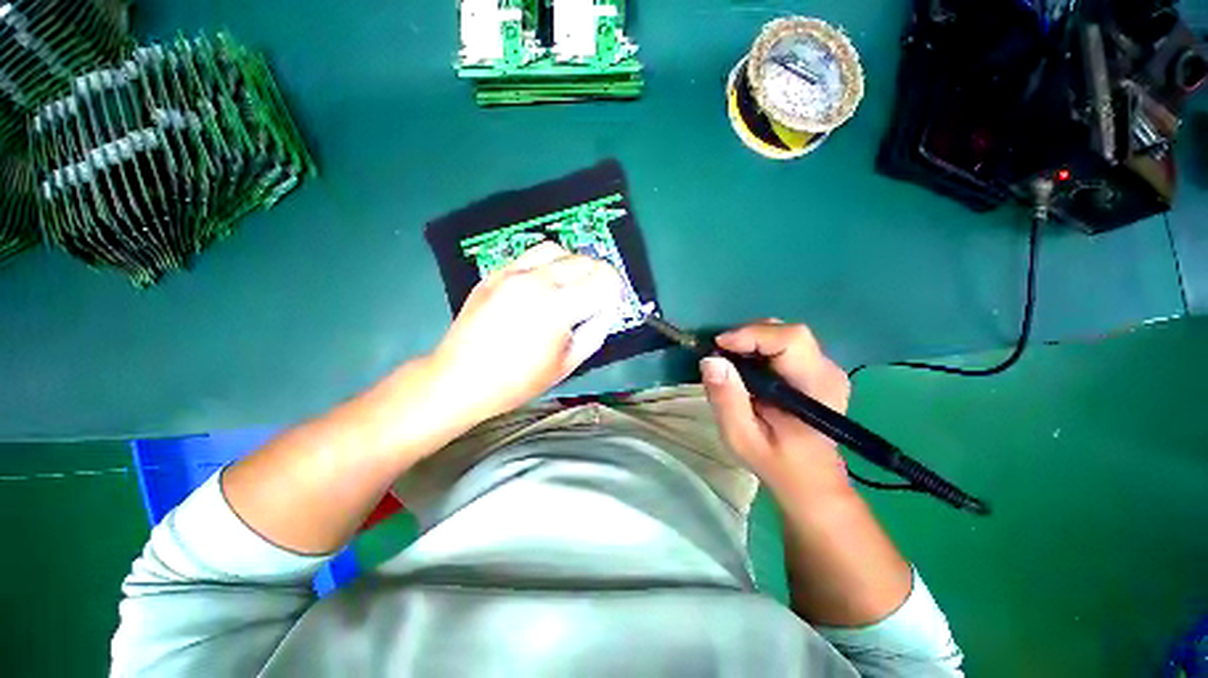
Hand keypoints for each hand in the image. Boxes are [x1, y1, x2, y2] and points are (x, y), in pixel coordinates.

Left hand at [428, 242, 624, 426]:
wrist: (460, 379)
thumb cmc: (518, 381)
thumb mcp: (568, 364)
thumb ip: (596, 330)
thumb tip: (608, 307)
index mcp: (558, 307)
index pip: (604, 278)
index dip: (615, 288)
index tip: (611, 302)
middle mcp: (537, 281)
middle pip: (584, 260)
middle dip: (597, 277)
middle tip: (593, 299)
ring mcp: (512, 273)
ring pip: (558, 249)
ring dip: (572, 265)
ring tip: (569, 288)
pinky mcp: (496, 273)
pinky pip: (531, 255)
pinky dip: (547, 265)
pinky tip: (542, 286)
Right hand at [701, 321, 851, 494]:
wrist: (809, 479)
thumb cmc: (775, 461)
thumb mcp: (742, 437)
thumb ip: (727, 400)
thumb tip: (710, 360)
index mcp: (816, 387)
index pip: (790, 339)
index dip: (751, 335)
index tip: (718, 347)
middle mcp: (828, 370)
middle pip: (786, 332)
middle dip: (748, 337)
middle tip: (720, 356)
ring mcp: (826, 368)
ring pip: (784, 335)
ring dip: (751, 342)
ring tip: (730, 364)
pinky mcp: (817, 369)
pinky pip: (785, 344)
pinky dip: (759, 349)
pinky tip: (746, 369)